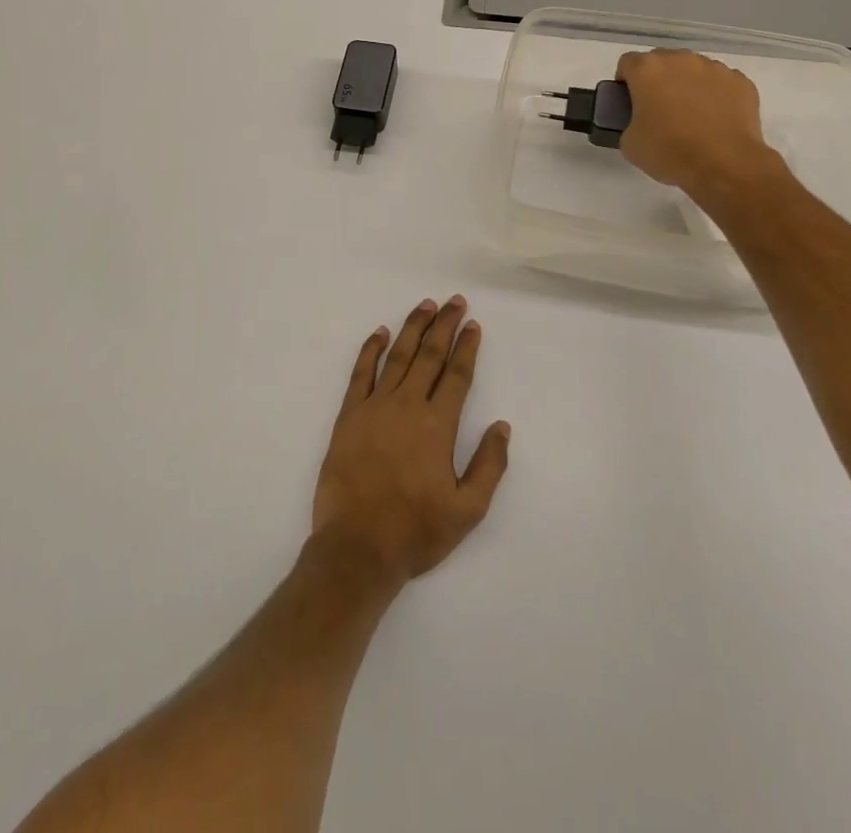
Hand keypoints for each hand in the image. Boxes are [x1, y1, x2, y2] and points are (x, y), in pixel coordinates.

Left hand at [312, 296, 510, 587]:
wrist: (357, 548)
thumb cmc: (416, 531)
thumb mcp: (467, 510)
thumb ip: (489, 465)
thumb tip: (502, 426)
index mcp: (438, 425)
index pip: (457, 374)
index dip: (467, 347)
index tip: (473, 324)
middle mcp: (408, 406)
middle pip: (430, 355)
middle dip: (444, 325)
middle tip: (454, 301)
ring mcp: (375, 407)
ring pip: (398, 356)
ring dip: (413, 328)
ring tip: (425, 306)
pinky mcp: (348, 416)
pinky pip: (361, 373)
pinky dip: (370, 349)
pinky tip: (380, 333)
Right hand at [616, 49, 781, 193]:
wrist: (724, 165)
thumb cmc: (668, 151)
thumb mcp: (629, 143)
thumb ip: (629, 121)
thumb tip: (641, 122)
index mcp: (648, 69)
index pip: (628, 63)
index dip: (626, 83)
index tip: (630, 104)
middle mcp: (681, 59)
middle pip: (662, 62)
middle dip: (658, 81)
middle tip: (659, 111)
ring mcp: (715, 68)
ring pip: (694, 70)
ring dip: (688, 86)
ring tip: (692, 117)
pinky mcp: (741, 82)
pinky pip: (721, 83)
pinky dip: (716, 96)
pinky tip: (716, 121)